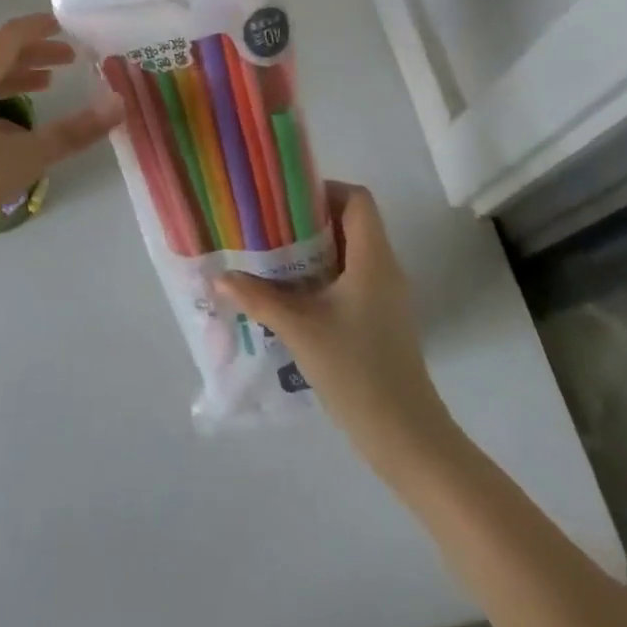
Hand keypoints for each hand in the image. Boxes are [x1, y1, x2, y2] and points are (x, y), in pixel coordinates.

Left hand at [0, 14, 122, 281]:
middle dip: (33, 55)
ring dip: (15, 80)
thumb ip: (70, 133)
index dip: (38, 28)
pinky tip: (13, 134)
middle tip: (70, 59)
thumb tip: (118, 104)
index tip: (67, 26)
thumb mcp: (19, 161)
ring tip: (47, 87)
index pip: (7, 37)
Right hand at [218, 183, 454, 479]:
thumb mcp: (300, 330)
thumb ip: (259, 299)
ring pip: (349, 252)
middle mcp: (384, 268)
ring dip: (313, 251)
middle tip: (268, 227)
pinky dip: (322, 276)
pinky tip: (291, 296)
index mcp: (372, 258)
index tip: (285, 201)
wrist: (405, 436)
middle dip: (309, 220)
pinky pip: (351, 279)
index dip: (324, 190)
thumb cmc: (356, 371)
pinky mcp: (380, 319)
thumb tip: (220, 277)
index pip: (358, 199)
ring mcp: (385, 296)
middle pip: (351, 222)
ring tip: (272, 259)